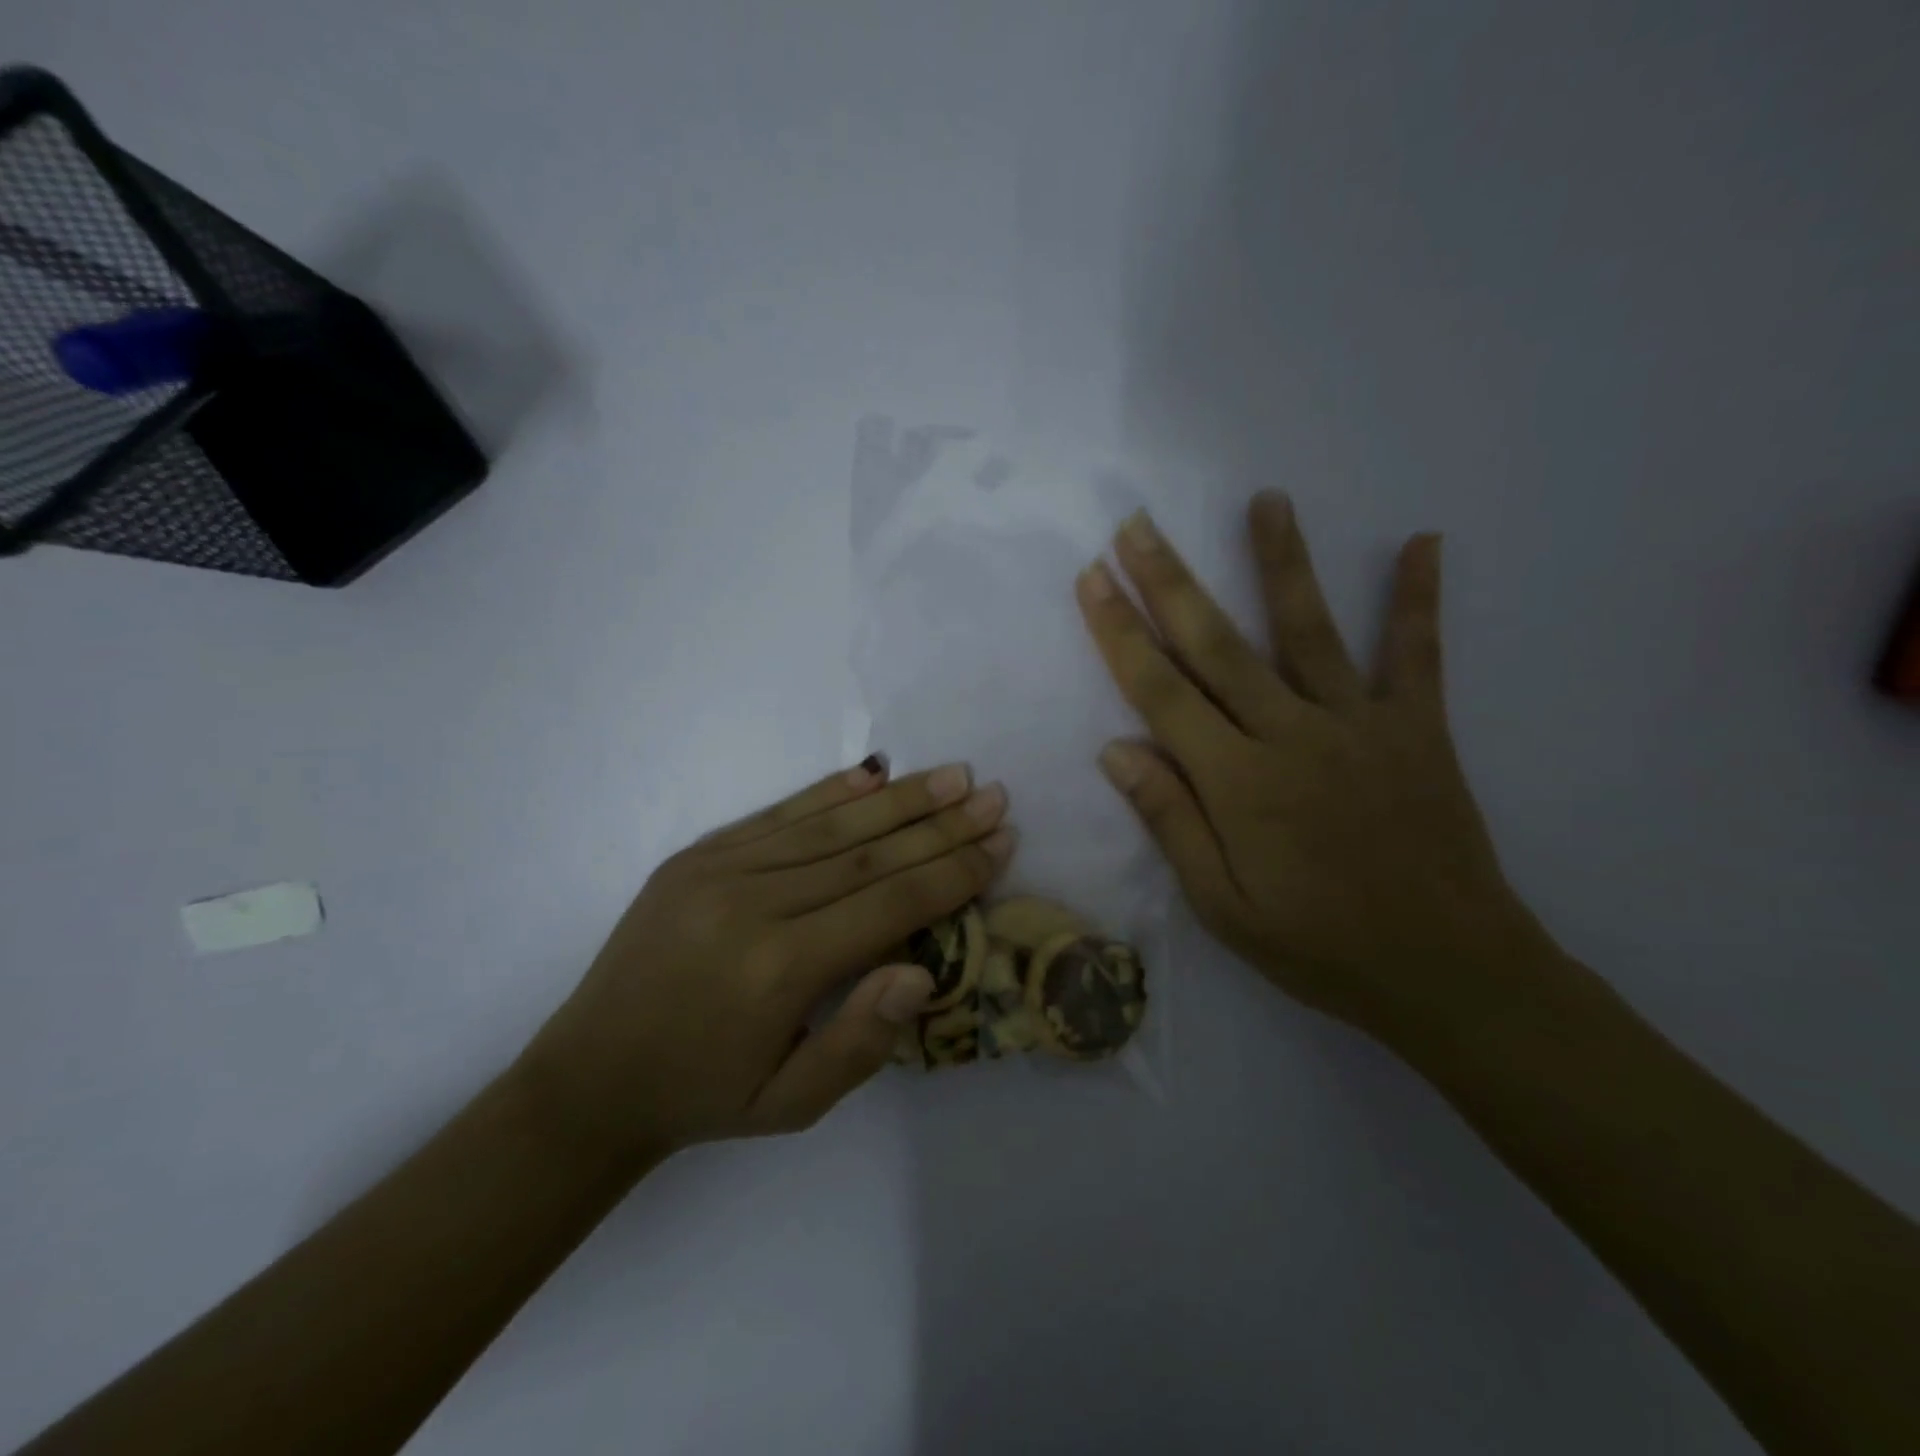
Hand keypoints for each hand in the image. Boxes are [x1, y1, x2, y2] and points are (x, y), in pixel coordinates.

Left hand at [520, 760, 1014, 1158]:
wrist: (588, 1077)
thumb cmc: (702, 1097)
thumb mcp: (790, 1105)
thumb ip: (861, 1041)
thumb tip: (922, 970)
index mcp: (780, 969)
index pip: (890, 904)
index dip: (952, 871)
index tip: (1001, 841)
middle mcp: (754, 904)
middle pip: (870, 854)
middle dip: (941, 824)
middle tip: (994, 795)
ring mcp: (720, 870)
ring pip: (830, 825)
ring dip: (899, 798)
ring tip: (953, 775)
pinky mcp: (697, 855)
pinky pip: (778, 814)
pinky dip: (831, 792)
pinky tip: (871, 773)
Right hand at [1076, 494, 1555, 1039]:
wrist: (1448, 972)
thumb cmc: (1319, 946)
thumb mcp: (1222, 905)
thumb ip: (1170, 820)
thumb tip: (1116, 749)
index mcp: (1237, 781)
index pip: (1161, 692)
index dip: (1121, 632)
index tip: (1092, 580)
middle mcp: (1291, 735)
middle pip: (1217, 645)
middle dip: (1170, 581)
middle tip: (1137, 526)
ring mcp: (1359, 724)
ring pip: (1308, 629)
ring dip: (1281, 561)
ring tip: (1264, 500)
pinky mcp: (1416, 728)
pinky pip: (1416, 654)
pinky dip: (1417, 599)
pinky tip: (1422, 541)